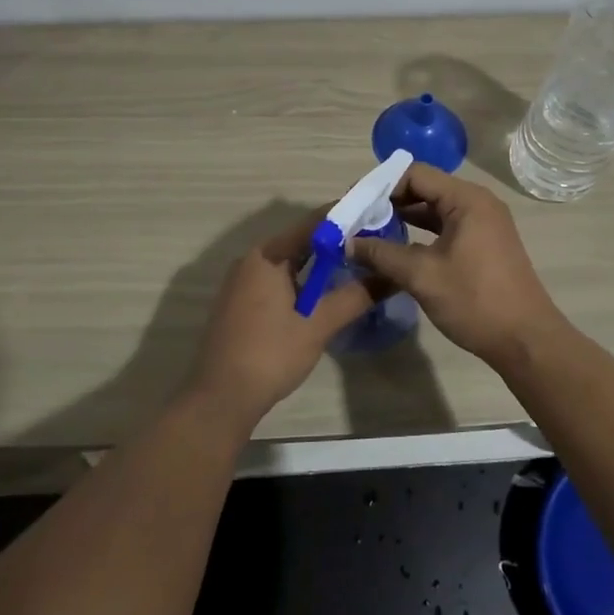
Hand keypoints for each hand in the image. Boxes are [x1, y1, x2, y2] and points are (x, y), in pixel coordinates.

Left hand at [185, 210, 379, 428]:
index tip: (377, 216)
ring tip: (359, 265)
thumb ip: (356, 296)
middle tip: (375, 243)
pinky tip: (326, 292)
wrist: (220, 399)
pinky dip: (304, 279)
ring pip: (291, 261)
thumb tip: (392, 275)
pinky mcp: (242, 301)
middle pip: (302, 240)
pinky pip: (279, 278)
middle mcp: (253, 259)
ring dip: (322, 263)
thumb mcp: (318, 325)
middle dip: (338, 241)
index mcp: (268, 255)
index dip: (347, 217)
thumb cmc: (270, 354)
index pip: (314, 222)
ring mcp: (244, 281)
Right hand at [348, 164, 564, 366]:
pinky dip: (421, 233)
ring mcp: (483, 224)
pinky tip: (397, 249)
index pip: (415, 174)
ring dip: (404, 218)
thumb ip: (382, 254)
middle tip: (356, 219)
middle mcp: (477, 203)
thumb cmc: (475, 300)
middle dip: (389, 202)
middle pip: (425, 189)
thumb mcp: (422, 275)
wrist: (525, 340)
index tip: (353, 203)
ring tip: (369, 233)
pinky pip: (446, 227)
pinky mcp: (483, 244)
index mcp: (466, 199)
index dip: (381, 186)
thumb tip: (348, 243)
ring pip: (434, 210)